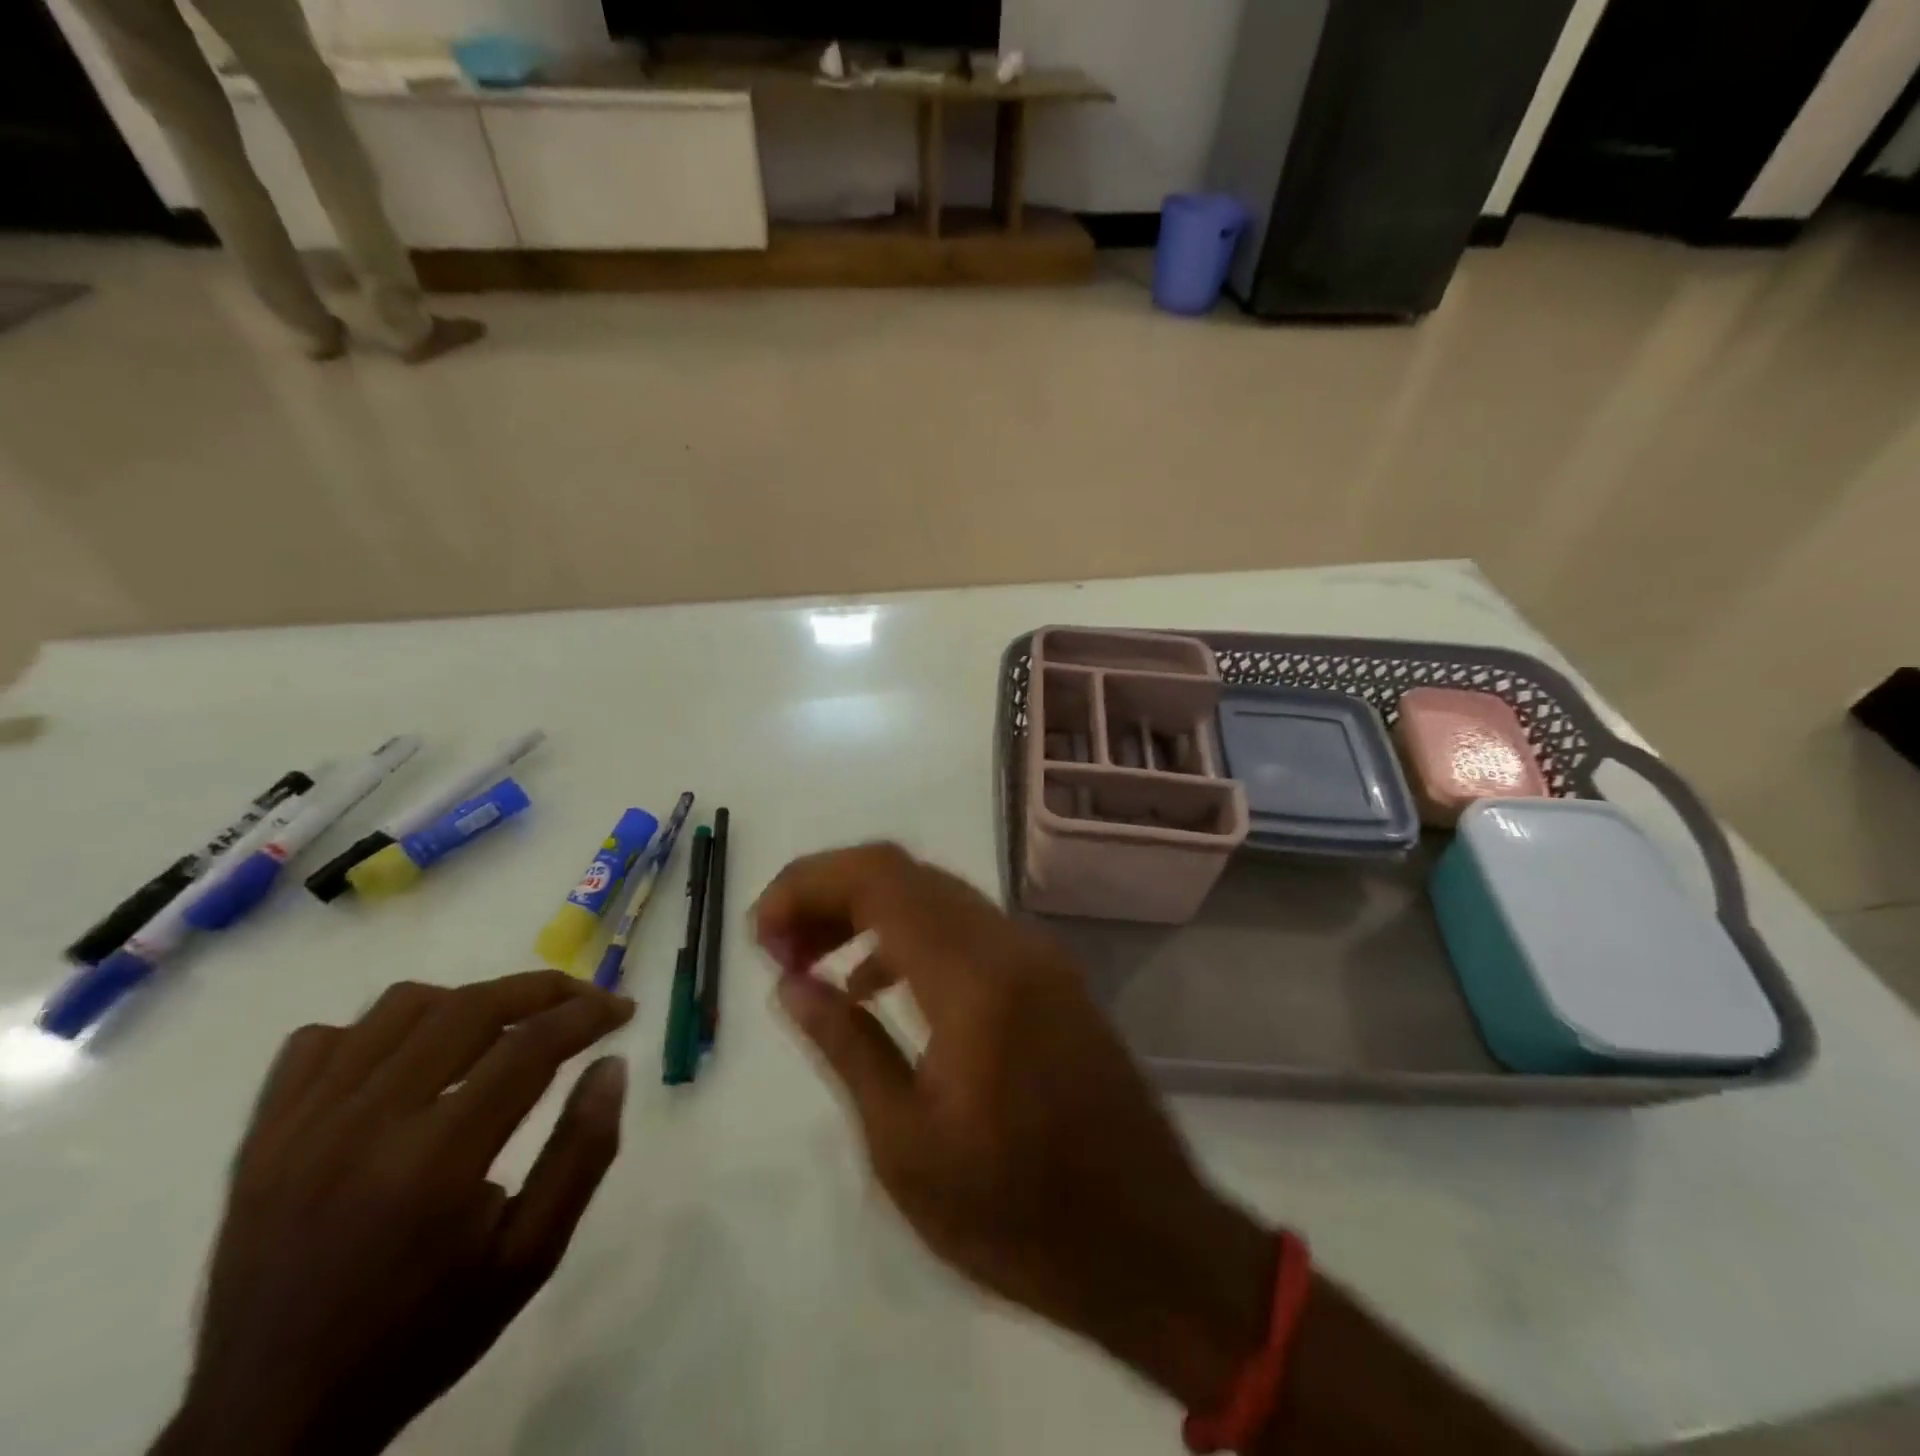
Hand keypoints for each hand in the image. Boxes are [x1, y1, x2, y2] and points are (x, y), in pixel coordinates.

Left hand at [154, 972, 633, 1455]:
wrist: (272, 1419)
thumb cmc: (423, 1333)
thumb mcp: (531, 1257)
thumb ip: (582, 1153)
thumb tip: (612, 1065)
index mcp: (435, 1161)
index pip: (529, 1046)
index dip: (588, 1013)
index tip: (624, 1009)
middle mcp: (363, 1125)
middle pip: (469, 1008)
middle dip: (543, 989)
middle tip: (585, 999)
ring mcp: (300, 1126)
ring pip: (400, 1007)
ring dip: (469, 1001)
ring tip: (505, 1025)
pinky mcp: (260, 1138)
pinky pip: (320, 1041)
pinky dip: (380, 1030)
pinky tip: (412, 1057)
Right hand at [754, 843, 1276, 1411]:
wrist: (1151, 1244)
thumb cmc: (1018, 1216)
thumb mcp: (906, 1147)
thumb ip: (846, 1046)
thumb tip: (790, 982)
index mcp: (974, 977)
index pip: (879, 878)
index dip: (809, 885)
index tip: (760, 933)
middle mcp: (1010, 943)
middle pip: (906, 873)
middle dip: (831, 892)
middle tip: (778, 947)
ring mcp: (1038, 955)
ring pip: (938, 895)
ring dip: (870, 911)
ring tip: (813, 960)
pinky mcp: (1052, 976)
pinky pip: (969, 928)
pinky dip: (913, 936)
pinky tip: (880, 985)